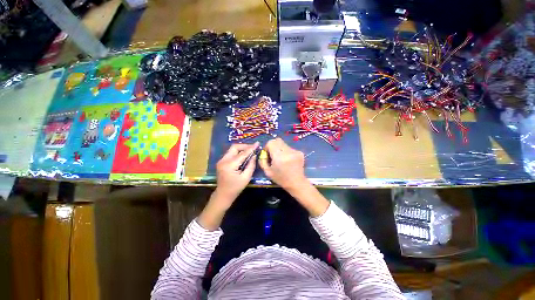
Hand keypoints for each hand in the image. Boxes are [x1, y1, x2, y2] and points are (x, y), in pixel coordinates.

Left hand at [215, 142, 259, 203]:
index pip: (242, 154)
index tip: (258, 143)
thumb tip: (254, 155)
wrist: (223, 194)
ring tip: (250, 152)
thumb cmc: (236, 188)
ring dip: (241, 149)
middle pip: (235, 147)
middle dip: (245, 146)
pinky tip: (244, 156)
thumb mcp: (246, 178)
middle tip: (253, 148)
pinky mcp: (221, 161)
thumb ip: (251, 165)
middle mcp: (223, 160)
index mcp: (229, 165)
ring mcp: (221, 160)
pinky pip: (231, 153)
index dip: (251, 148)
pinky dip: (238, 153)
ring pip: (232, 149)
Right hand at [259, 138, 328, 216]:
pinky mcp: (299, 152)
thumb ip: (262, 160)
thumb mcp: (267, 172)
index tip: (267, 153)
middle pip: (277, 140)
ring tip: (281, 158)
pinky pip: (289, 148)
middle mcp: (287, 151)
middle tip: (273, 154)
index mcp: (279, 156)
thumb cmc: (281, 179)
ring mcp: (295, 151)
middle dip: (273, 146)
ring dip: (280, 148)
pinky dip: (286, 151)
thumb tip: (263, 152)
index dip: (267, 147)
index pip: (271, 142)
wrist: (296, 183)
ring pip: (283, 144)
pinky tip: (287, 160)